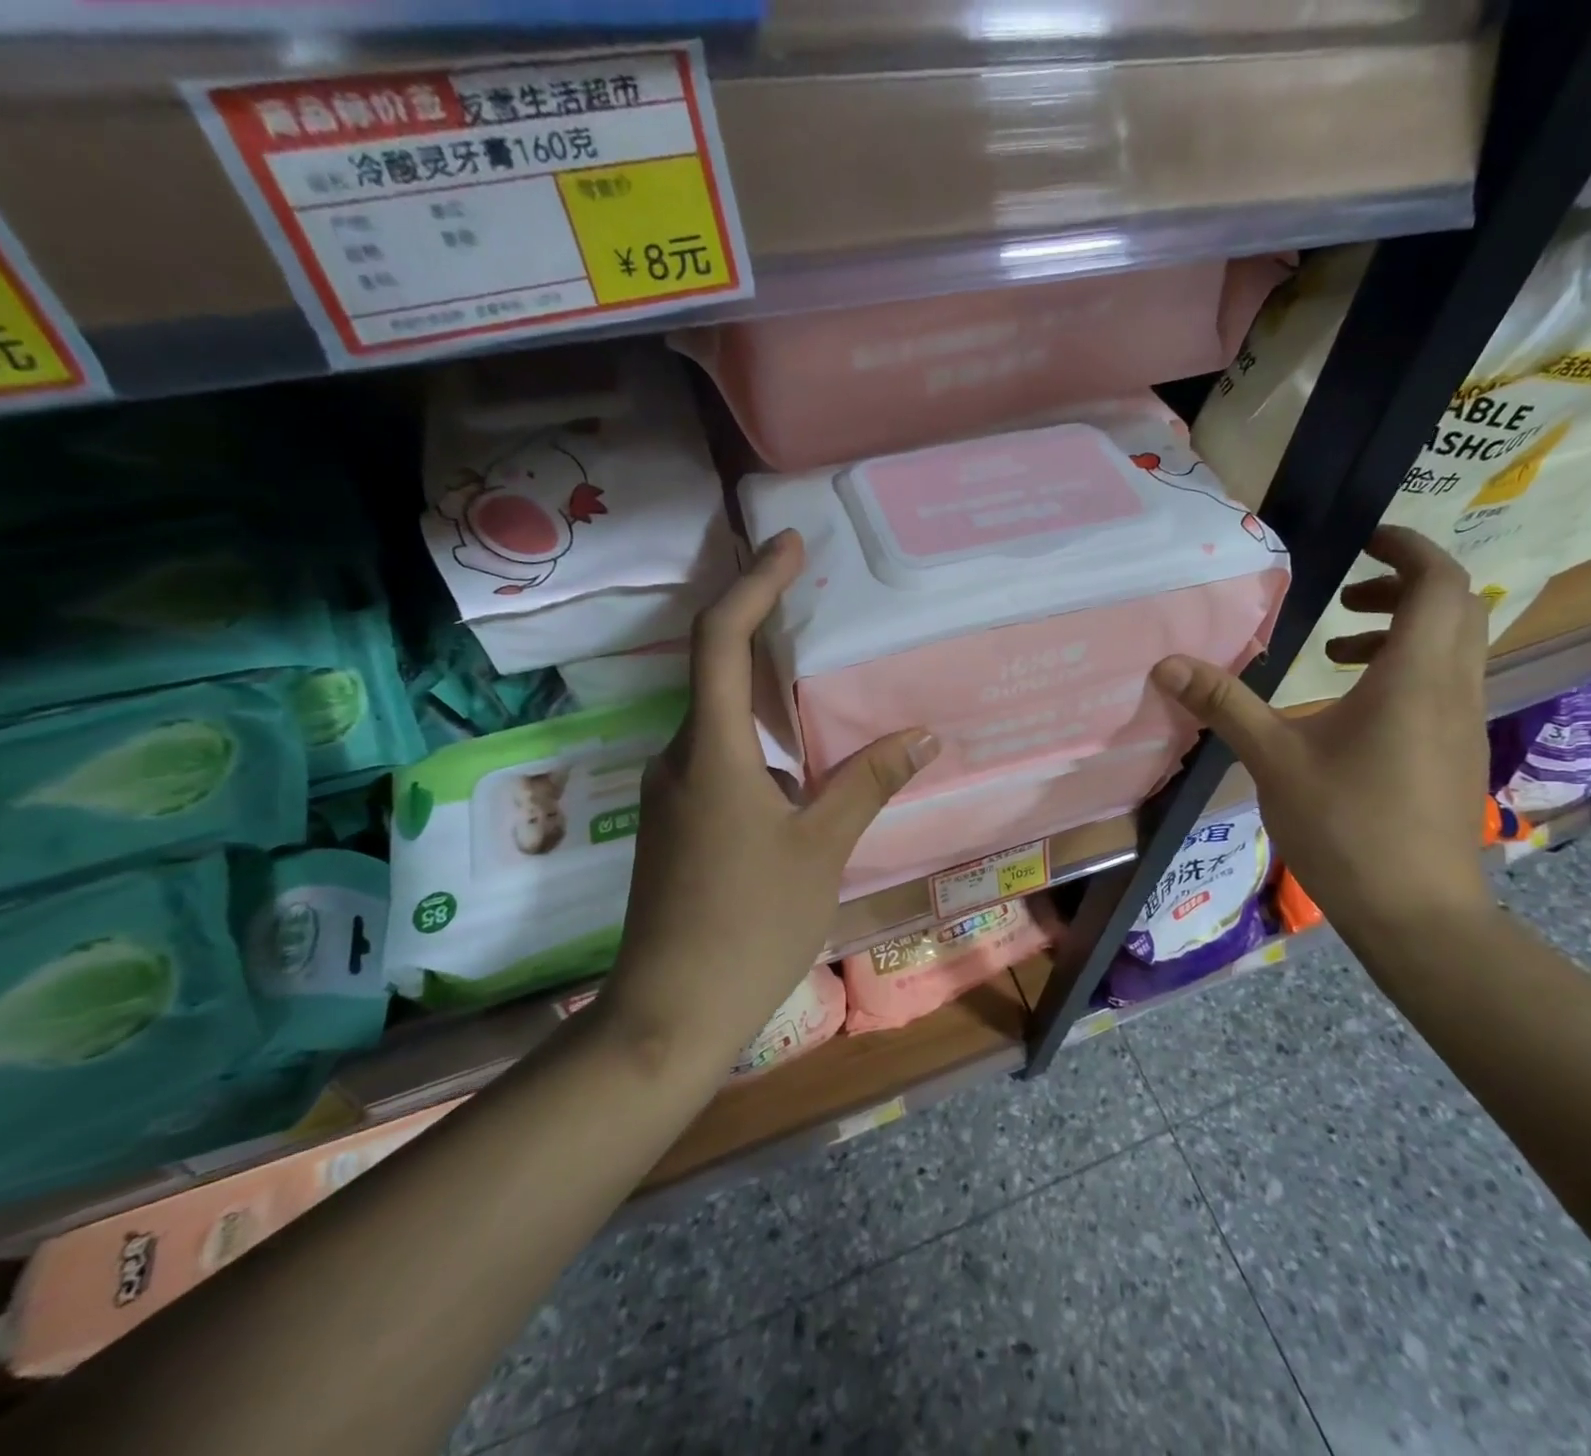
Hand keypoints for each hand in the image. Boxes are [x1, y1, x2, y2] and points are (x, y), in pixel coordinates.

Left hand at [600, 529, 938, 1065]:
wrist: (669, 1014)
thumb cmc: (750, 926)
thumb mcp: (820, 849)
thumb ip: (867, 783)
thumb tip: (921, 734)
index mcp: (710, 752)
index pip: (720, 639)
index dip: (753, 583)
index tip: (789, 546)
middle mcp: (679, 759)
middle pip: (717, 670)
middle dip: (764, 628)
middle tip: (819, 605)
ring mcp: (673, 794)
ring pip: (722, 721)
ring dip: (768, 694)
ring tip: (826, 684)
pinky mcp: (679, 825)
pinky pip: (722, 759)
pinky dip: (763, 743)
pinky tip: (805, 766)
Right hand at [1150, 526, 1490, 935]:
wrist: (1416, 912)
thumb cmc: (1346, 827)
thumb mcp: (1273, 760)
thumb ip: (1224, 705)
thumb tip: (1167, 664)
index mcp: (1414, 676)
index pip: (1438, 581)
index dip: (1407, 547)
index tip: (1362, 540)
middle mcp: (1452, 688)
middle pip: (1454, 607)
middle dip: (1402, 584)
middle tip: (1344, 592)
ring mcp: (1462, 722)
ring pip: (1452, 647)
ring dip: (1402, 629)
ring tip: (1336, 647)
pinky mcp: (1457, 753)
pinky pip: (1443, 683)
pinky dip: (1405, 669)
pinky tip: (1350, 708)